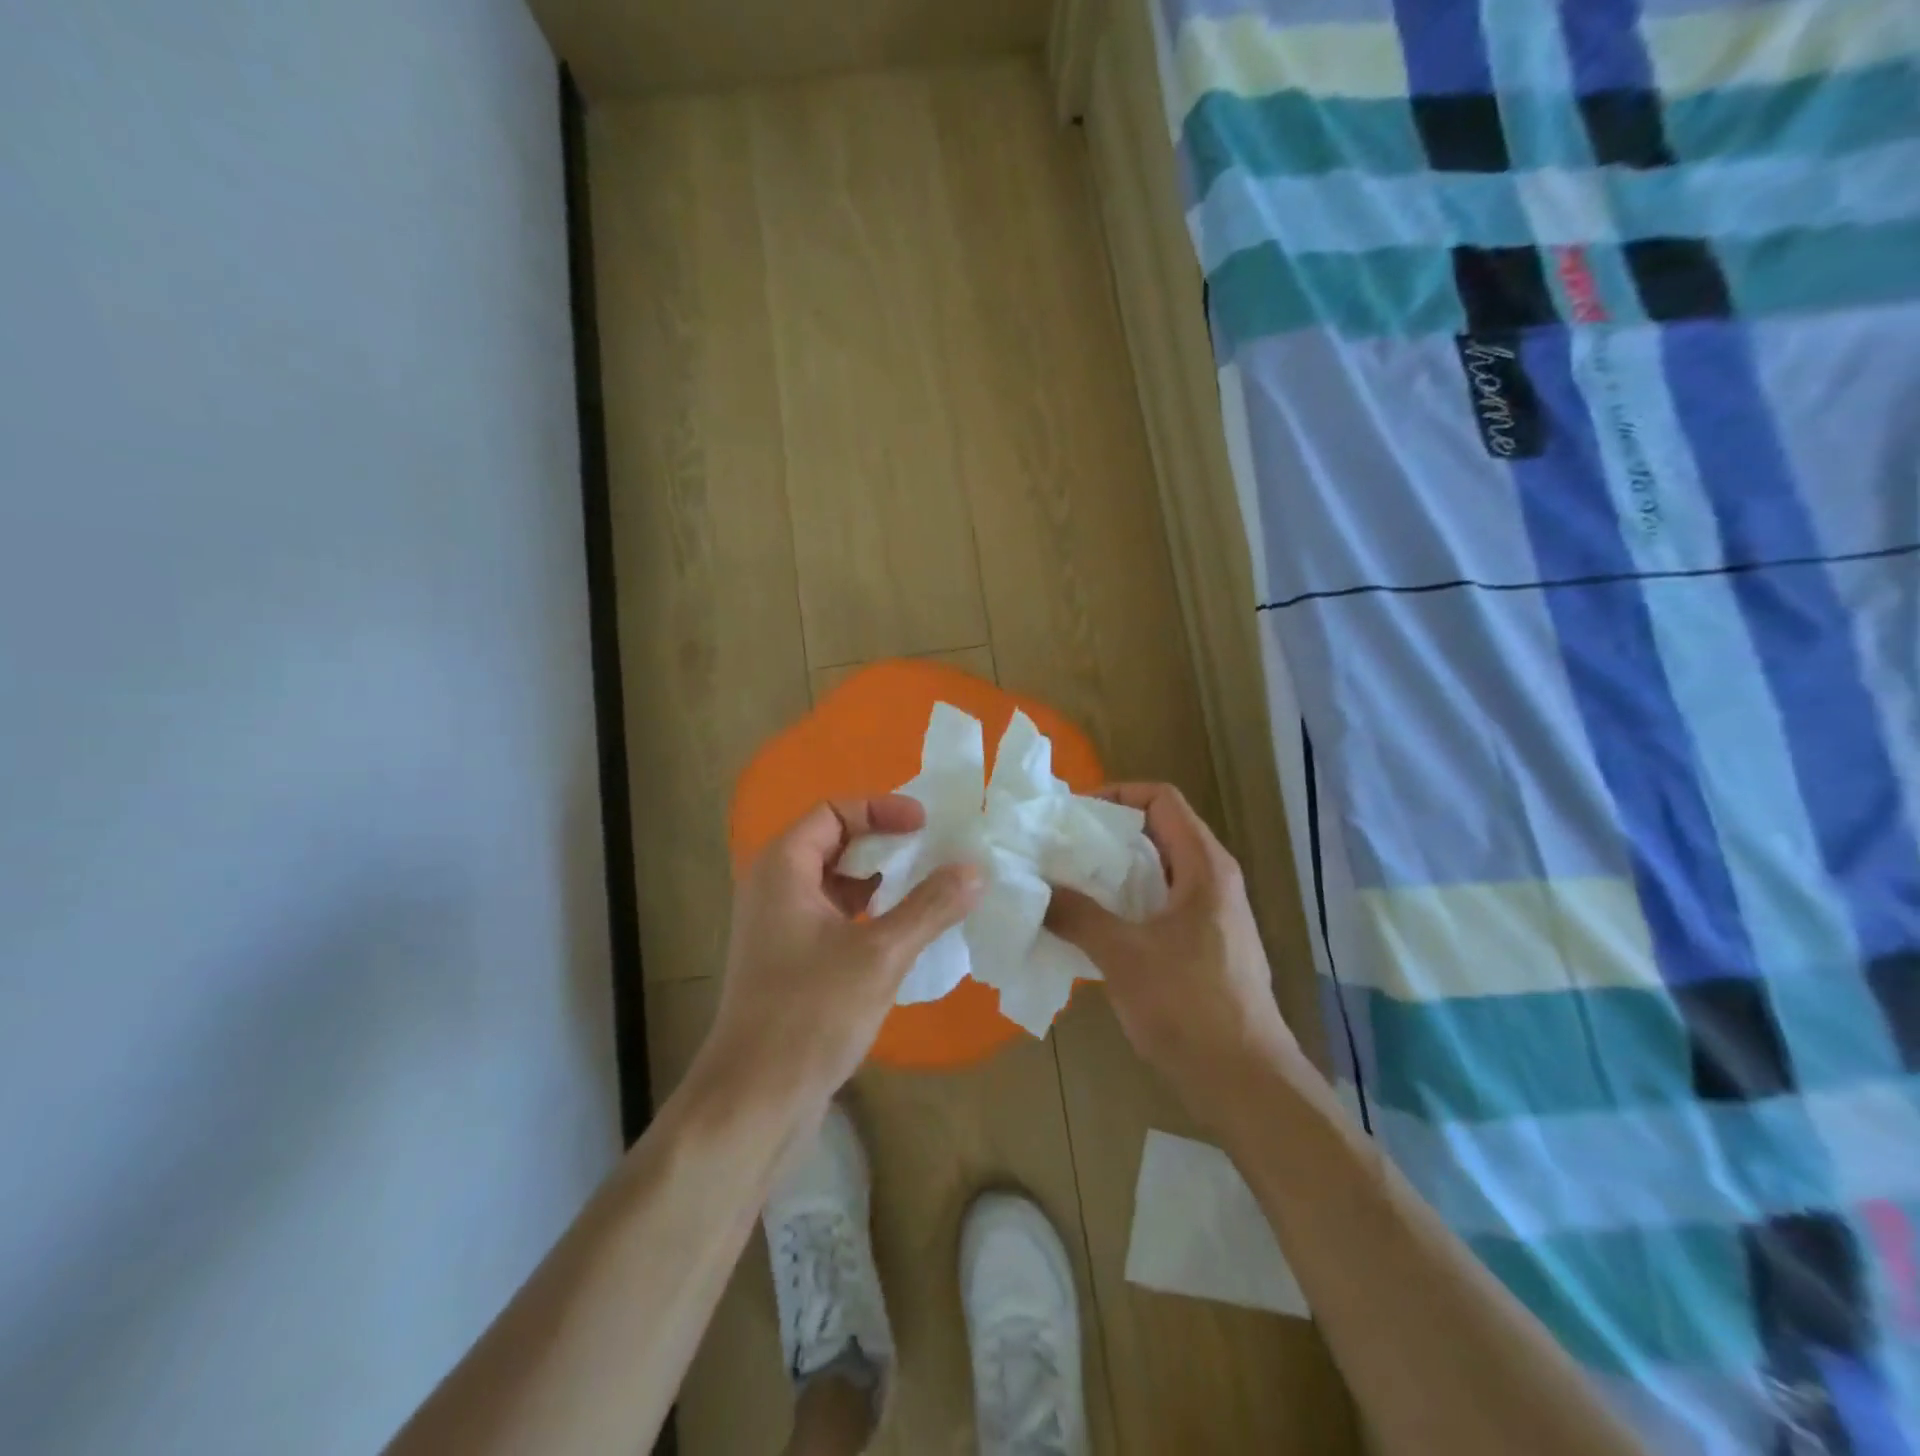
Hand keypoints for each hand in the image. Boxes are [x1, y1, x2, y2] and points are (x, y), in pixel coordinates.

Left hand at [694, 795, 982, 1108]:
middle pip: (835, 843)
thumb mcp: (880, 955)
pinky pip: (836, 917)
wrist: (755, 1100)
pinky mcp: (791, 961)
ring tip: (932, 889)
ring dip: (882, 881)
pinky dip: (871, 914)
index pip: (833, 811)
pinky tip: (907, 932)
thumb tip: (975, 869)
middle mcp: (775, 888)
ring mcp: (780, 927)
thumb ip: (930, 906)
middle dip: (887, 844)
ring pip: (838, 884)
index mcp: (783, 868)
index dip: (881, 809)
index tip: (926, 825)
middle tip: (936, 852)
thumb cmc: (810, 1014)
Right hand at [1045, 783, 1298, 1126]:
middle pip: (1158, 831)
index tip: (1073, 817)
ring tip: (1067, 885)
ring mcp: (1212, 915)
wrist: (1247, 1083)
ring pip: (1157, 871)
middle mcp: (1214, 880)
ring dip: (1113, 872)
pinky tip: (1093, 927)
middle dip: (1107, 836)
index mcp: (1204, 866)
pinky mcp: (1206, 946)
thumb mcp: (1124, 956)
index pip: (1162, 798)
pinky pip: (1160, 905)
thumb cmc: (1189, 1007)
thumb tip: (1036, 888)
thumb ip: (1078, 915)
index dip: (1117, 794)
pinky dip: (1126, 903)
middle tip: (1059, 850)